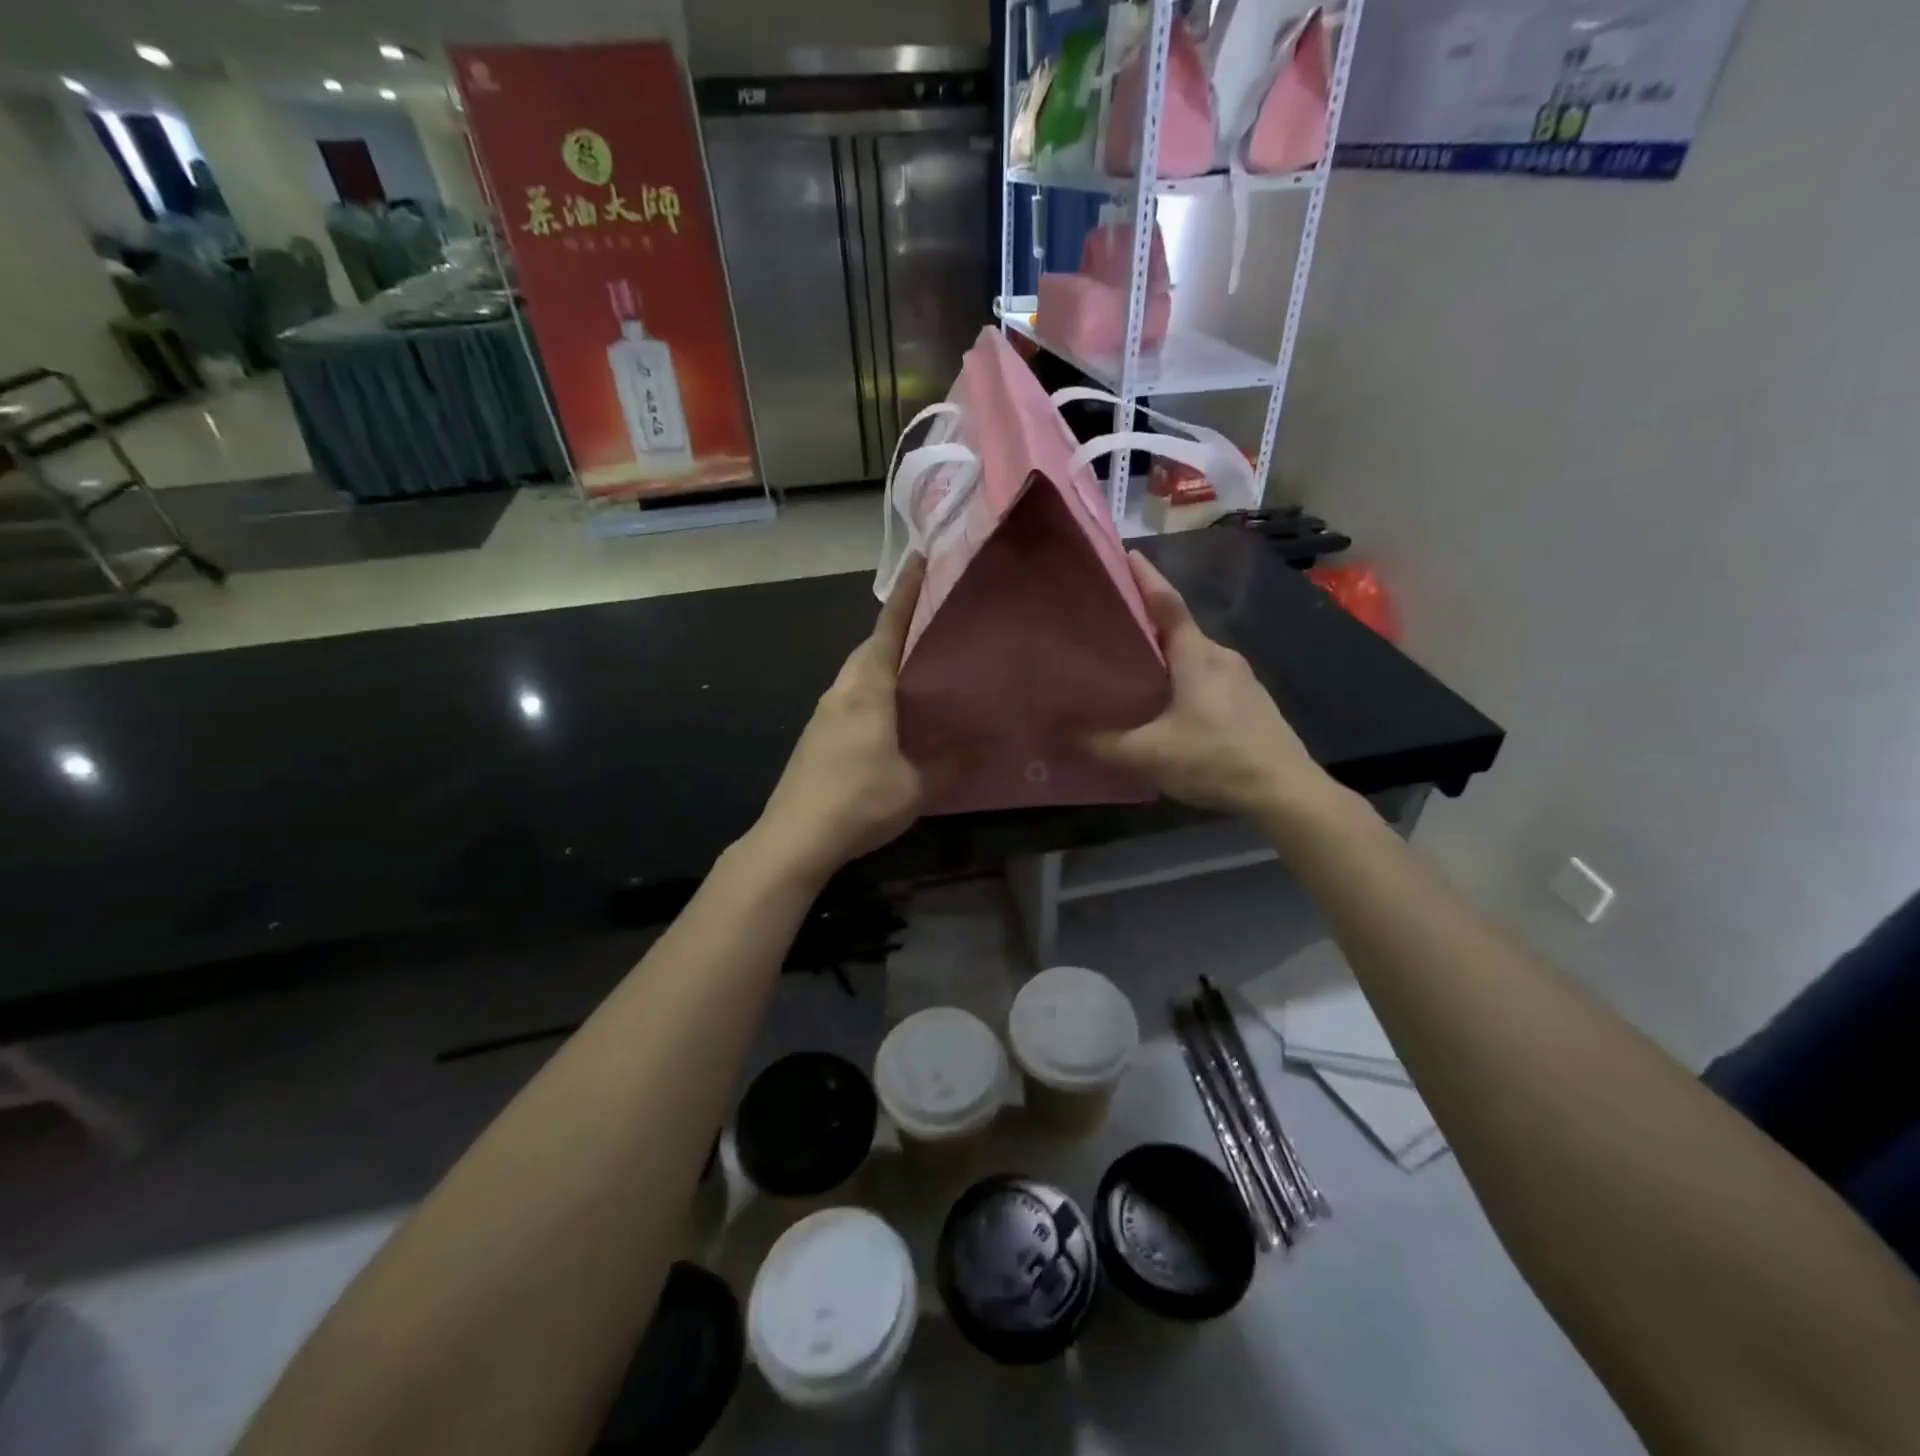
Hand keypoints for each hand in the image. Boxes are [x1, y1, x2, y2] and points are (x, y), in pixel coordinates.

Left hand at [753, 557, 934, 881]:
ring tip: (920, 666)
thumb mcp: (915, 786)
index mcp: (866, 690)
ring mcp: (824, 714)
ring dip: (884, 661)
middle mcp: (841, 692)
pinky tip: (892, 713)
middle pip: (870, 647)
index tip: (919, 559)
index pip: (888, 629)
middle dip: (898, 627)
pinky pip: (851, 697)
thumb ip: (952, 764)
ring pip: (858, 673)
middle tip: (933, 622)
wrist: (793, 838)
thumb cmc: (857, 802)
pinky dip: (874, 689)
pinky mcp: (817, 737)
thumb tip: (988, 746)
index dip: (906, 594)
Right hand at [1088, 552, 1336, 819]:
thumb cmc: (1215, 759)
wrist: (1285, 791)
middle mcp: (1222, 656)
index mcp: (1196, 656)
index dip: (1146, 578)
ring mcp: (1242, 678)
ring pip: (1196, 655)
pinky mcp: (1253, 701)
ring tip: (1136, 666)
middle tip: (1114, 625)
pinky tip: (1171, 704)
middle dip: (1149, 623)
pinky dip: (1186, 677)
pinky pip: (1210, 677)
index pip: (1167, 604)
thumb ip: (1104, 744)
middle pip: (1180, 629)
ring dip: (1168, 655)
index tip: (1127, 554)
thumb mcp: (1149, 755)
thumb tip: (1067, 734)